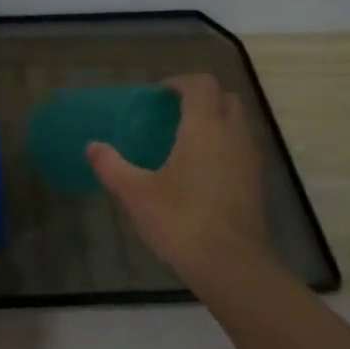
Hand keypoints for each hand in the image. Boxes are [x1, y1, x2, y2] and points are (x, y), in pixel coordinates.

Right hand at [88, 74, 279, 303]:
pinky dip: (225, 145)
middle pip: (226, 98)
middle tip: (173, 114)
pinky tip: (201, 171)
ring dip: (216, 121)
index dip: (180, 83)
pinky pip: (242, 148)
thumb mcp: (136, 193)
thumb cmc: (181, 220)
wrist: (232, 266)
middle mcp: (233, 135)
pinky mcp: (257, 183)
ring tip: (185, 141)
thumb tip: (92, 147)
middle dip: (202, 98)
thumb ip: (112, 166)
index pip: (202, 85)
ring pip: (238, 123)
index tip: (159, 96)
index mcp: (205, 128)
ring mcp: (250, 159)